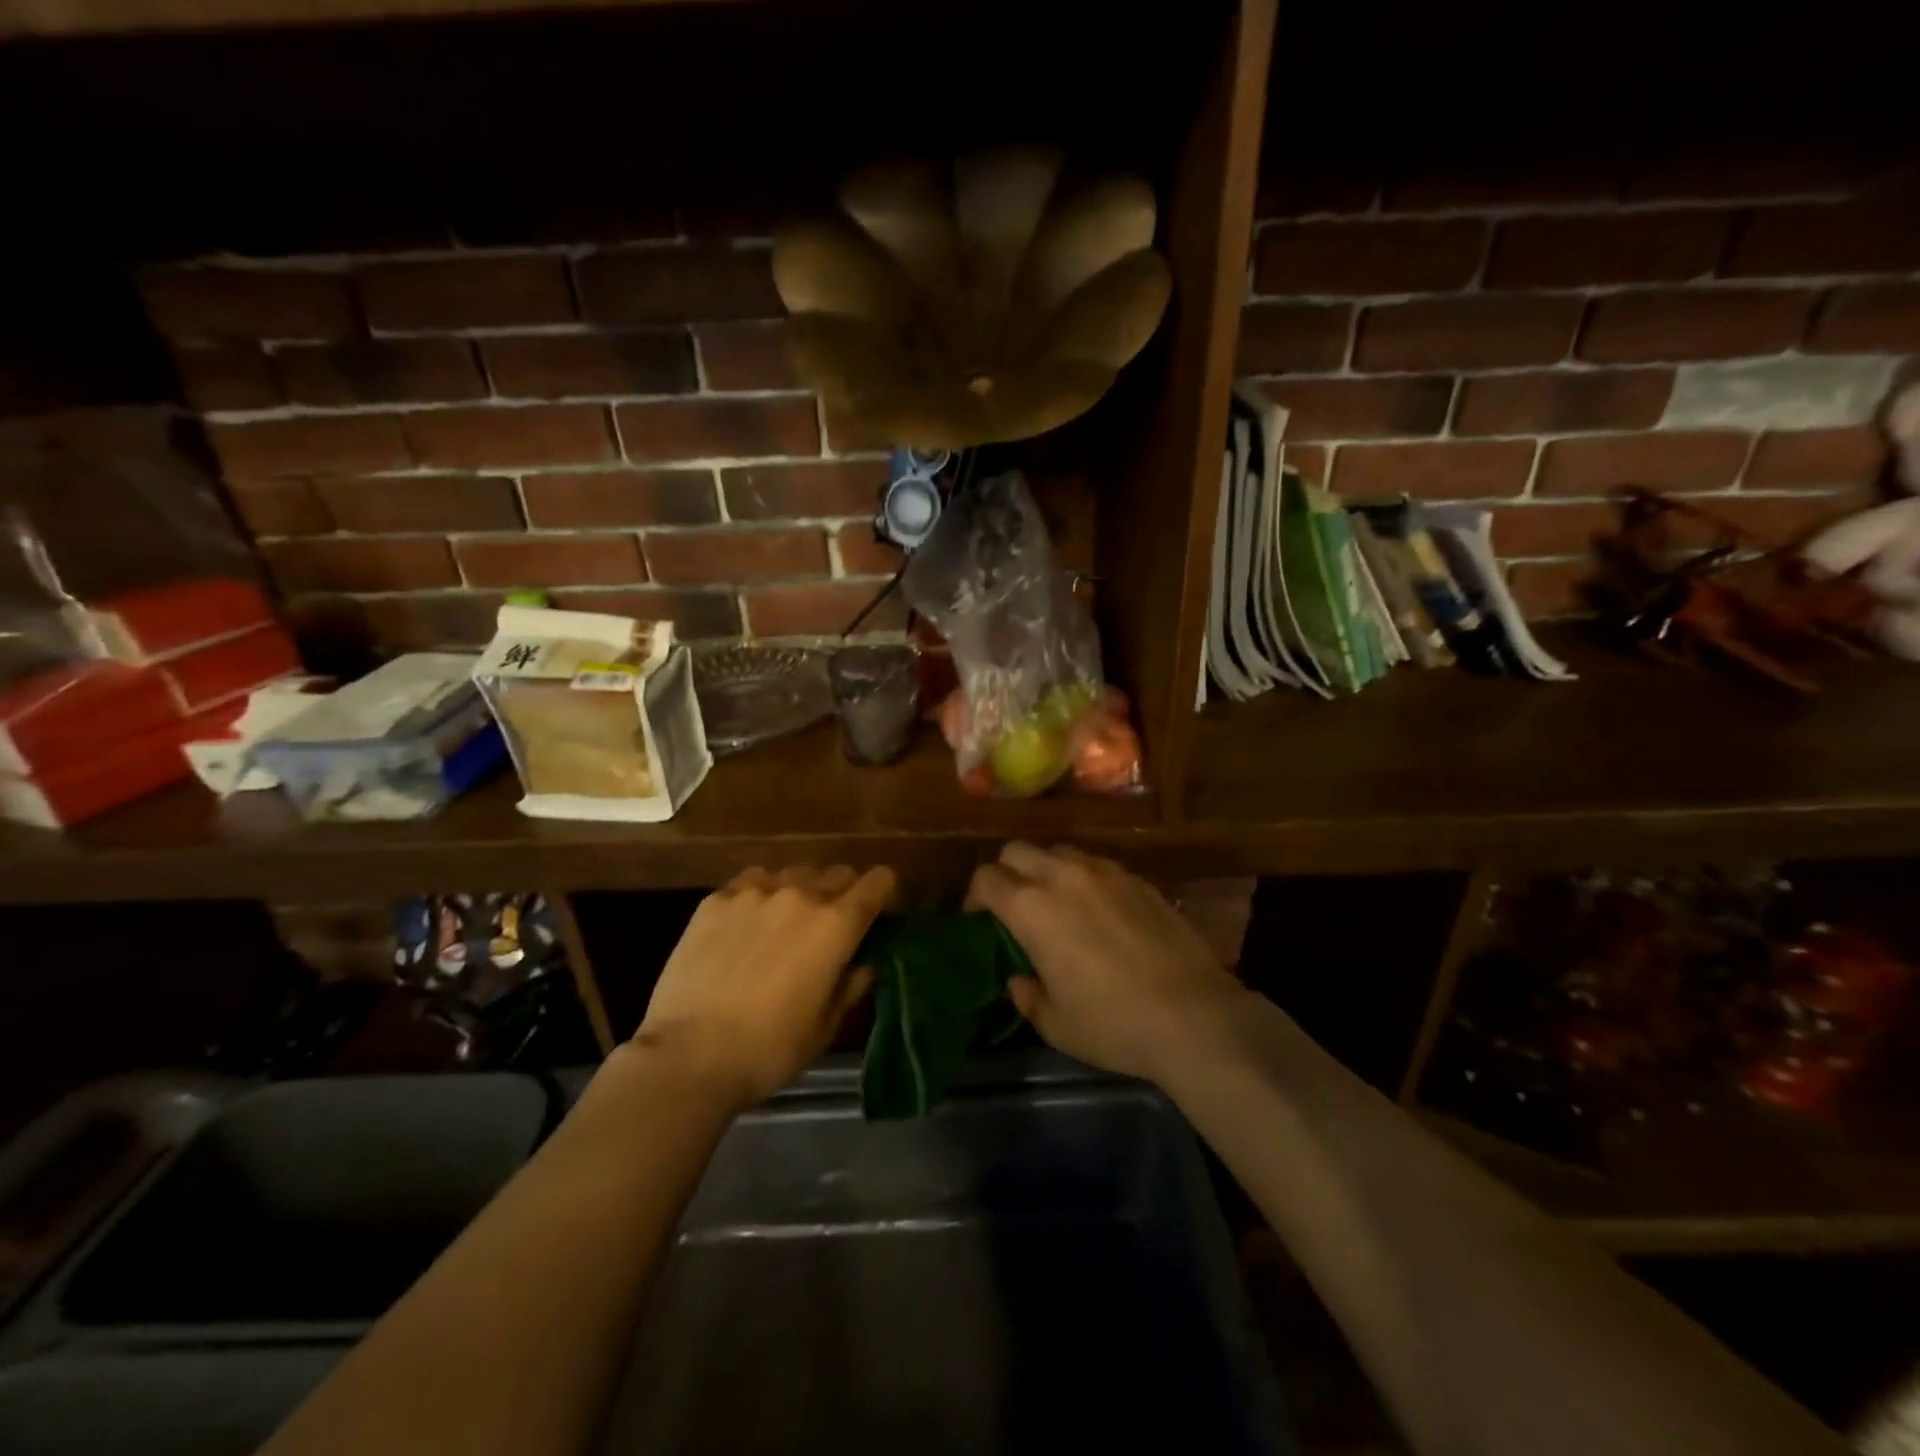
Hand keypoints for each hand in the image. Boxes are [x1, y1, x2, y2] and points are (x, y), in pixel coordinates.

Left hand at [633, 865, 894, 1110]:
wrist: (689, 1055)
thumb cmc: (769, 1049)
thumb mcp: (825, 1027)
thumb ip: (850, 985)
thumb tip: (863, 963)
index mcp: (836, 925)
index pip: (876, 883)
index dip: (883, 891)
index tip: (879, 909)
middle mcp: (800, 895)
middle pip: (836, 873)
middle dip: (842, 893)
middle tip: (830, 925)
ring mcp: (755, 892)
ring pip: (792, 874)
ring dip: (799, 892)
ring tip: (784, 923)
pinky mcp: (716, 900)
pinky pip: (751, 882)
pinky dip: (759, 895)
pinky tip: (746, 924)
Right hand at [967, 843, 1246, 1084]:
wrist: (1194, 1015)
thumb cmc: (1113, 1024)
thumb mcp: (1056, 1024)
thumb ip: (1027, 995)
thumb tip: (1019, 978)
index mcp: (1033, 908)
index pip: (987, 878)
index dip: (975, 896)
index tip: (979, 918)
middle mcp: (1064, 876)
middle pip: (1018, 850)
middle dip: (1006, 871)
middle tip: (1013, 905)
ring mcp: (1105, 872)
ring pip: (1059, 851)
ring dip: (1046, 870)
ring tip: (1056, 903)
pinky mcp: (1138, 879)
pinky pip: (1096, 865)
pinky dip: (1083, 879)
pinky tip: (1098, 911)